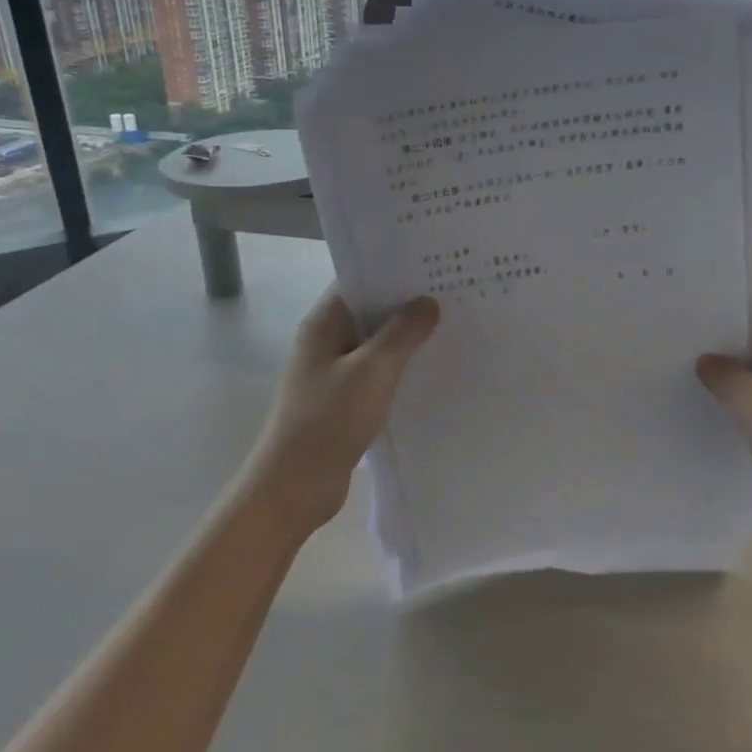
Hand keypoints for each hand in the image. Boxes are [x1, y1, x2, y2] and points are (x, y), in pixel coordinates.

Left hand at [248, 288, 439, 532]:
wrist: (295, 486)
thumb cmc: (329, 420)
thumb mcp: (373, 371)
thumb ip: (402, 333)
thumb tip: (428, 301)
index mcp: (325, 323)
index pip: (361, 280)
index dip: (395, 270)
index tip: (435, 265)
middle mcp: (327, 340)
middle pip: (371, 310)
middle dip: (408, 304)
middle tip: (456, 294)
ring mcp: (335, 371)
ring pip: (377, 343)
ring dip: (407, 338)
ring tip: (453, 327)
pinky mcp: (344, 399)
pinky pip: (378, 373)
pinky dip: (401, 368)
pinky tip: (433, 370)